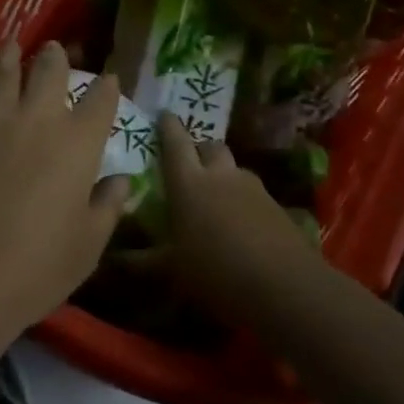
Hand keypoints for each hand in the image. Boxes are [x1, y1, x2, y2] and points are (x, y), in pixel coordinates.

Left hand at [0, 41, 129, 376]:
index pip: (101, 99)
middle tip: (55, 53)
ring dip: (13, 54)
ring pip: (6, 67)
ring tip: (13, 46)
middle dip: (57, 57)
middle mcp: (40, 117)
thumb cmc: (33, 271)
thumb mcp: (87, 248)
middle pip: (52, 69)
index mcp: (79, 144)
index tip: (108, 80)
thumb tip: (122, 180)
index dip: (107, 86)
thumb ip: (108, 207)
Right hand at [156, 113, 320, 324]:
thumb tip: (117, 259)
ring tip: (216, 199)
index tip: (163, 115)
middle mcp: (221, 175)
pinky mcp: (276, 206)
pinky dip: (243, 200)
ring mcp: (253, 188)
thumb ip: (145, 261)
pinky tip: (241, 224)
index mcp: (189, 182)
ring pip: (234, 168)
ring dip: (223, 175)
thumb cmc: (217, 273)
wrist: (286, 288)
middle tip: (190, 166)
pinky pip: (253, 192)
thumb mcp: (174, 272)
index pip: (175, 142)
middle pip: (209, 146)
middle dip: (199, 150)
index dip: (168, 126)